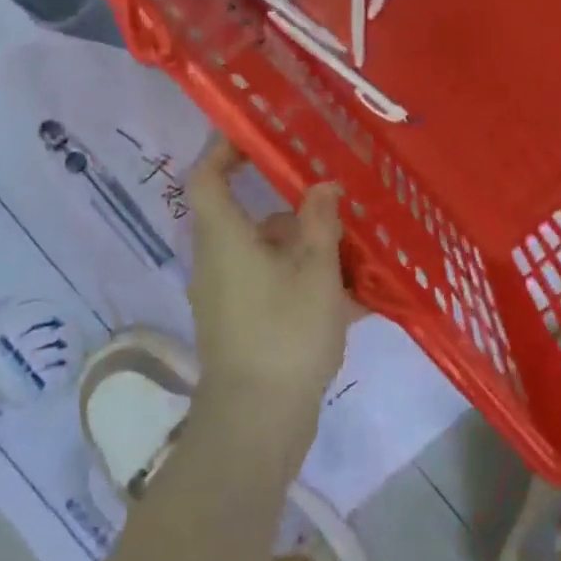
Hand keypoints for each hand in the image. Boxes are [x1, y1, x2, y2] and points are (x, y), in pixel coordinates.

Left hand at [184, 136, 352, 448]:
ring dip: (304, 249)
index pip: (207, 177)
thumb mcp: (316, 271)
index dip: (224, 149)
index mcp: (225, 237)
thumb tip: (322, 187)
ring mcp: (226, 297)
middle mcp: (217, 261)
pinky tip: (349, 298)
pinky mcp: (240, 326)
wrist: (257, 424)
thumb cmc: (285, 333)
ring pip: (265, 255)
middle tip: (330, 200)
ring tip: (353, 253)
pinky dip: (302, 283)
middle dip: (289, 209)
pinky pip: (270, 288)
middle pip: (246, 218)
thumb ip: (320, 223)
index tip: (257, 136)